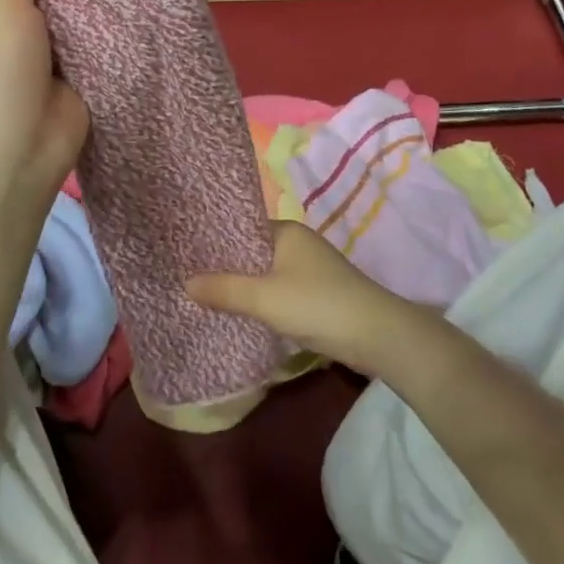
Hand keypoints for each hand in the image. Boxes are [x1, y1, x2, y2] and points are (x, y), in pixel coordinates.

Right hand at [186, 220, 443, 377]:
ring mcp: (310, 269)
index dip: (215, 240)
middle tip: (188, 277)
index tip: (185, 252)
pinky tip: (241, 312)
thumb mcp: (264, 298)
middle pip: (252, 251)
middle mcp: (298, 243)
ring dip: (243, 285)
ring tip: (207, 296)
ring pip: (266, 272)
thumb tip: (186, 282)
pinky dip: (261, 298)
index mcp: (286, 231)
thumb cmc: (317, 305)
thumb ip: (224, 289)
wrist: (378, 336)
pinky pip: (279, 289)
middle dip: (225, 265)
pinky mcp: (317, 293)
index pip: (241, 227)